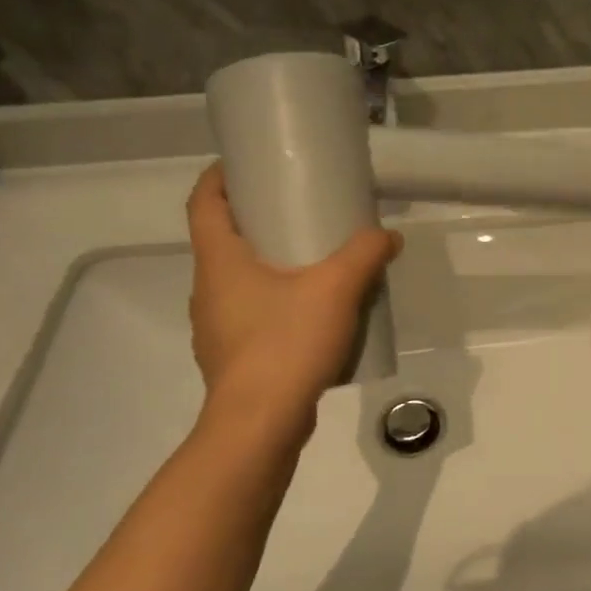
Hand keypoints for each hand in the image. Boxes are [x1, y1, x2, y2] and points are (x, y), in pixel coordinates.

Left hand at [185, 162, 400, 422]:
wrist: (259, 426)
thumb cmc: (285, 343)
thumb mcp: (335, 289)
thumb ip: (364, 254)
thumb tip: (387, 236)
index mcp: (219, 262)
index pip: (203, 203)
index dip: (219, 177)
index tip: (246, 164)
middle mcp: (208, 290)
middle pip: (221, 239)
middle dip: (253, 218)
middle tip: (295, 207)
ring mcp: (216, 327)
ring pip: (237, 279)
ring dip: (266, 262)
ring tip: (310, 259)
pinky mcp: (232, 357)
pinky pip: (250, 313)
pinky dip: (274, 300)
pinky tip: (311, 312)